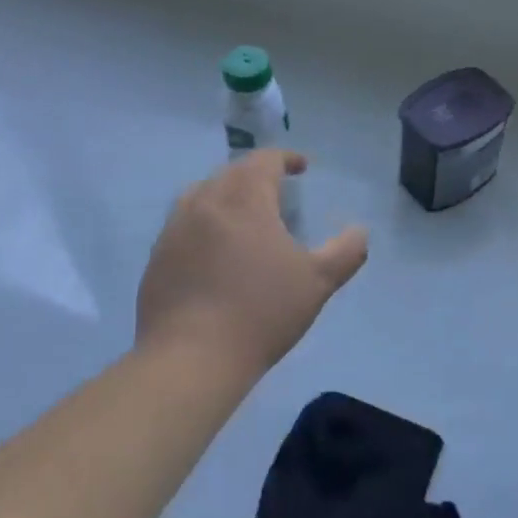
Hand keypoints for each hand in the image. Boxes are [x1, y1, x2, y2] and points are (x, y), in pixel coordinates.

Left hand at [137, 151, 367, 377]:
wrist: (190, 358)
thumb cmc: (261, 311)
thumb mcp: (318, 282)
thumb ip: (346, 252)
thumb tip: (360, 231)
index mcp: (244, 197)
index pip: (265, 160)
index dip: (286, 158)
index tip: (301, 167)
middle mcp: (205, 200)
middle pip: (232, 172)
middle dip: (256, 175)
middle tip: (276, 191)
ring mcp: (174, 228)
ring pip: (203, 195)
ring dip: (226, 195)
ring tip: (243, 216)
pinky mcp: (157, 256)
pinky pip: (184, 224)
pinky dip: (204, 224)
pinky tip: (214, 252)